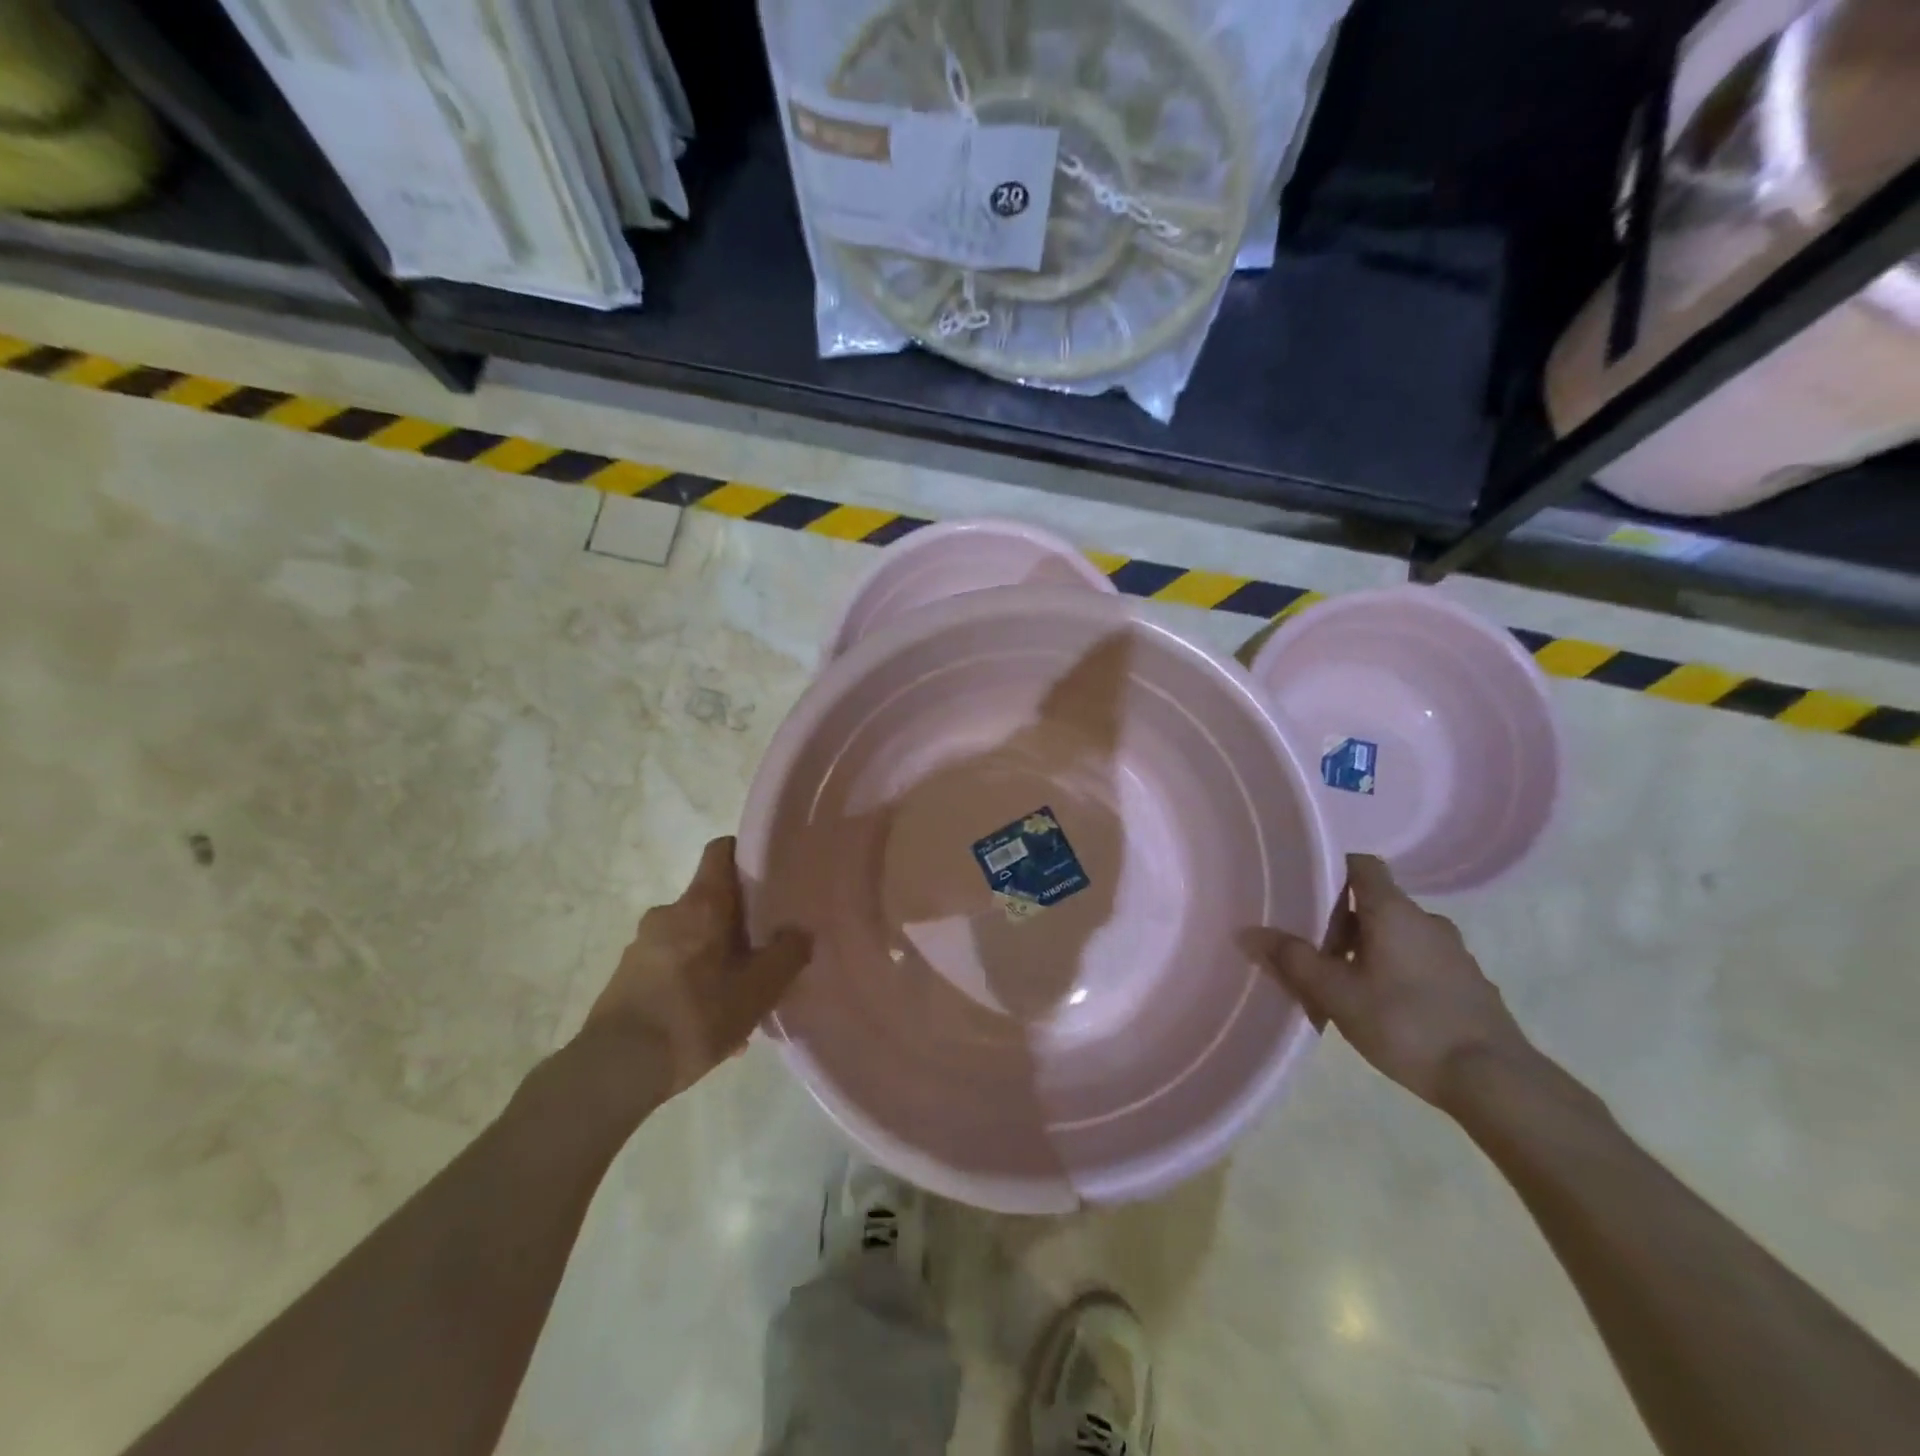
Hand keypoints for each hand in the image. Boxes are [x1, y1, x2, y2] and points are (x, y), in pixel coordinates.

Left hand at [583, 837, 810, 1107]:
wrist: (615, 1069)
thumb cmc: (695, 1016)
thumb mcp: (758, 989)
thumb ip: (788, 954)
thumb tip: (800, 932)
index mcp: (701, 904)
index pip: (722, 850)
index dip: (747, 855)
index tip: (771, 876)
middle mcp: (668, 913)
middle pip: (711, 901)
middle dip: (738, 923)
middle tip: (763, 953)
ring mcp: (642, 945)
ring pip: (693, 939)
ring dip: (717, 959)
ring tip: (738, 1000)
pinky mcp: (626, 977)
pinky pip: (672, 967)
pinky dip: (694, 983)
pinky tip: (709, 1024)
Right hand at [1255, 854, 1528, 1107]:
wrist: (1494, 1080)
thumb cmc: (1406, 1023)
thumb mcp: (1336, 994)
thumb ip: (1293, 960)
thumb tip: (1251, 933)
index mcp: (1394, 911)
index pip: (1363, 865)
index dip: (1333, 870)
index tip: (1307, 891)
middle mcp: (1427, 921)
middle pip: (1377, 903)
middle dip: (1344, 922)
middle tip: (1316, 951)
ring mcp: (1455, 953)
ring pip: (1401, 936)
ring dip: (1372, 950)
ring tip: (1347, 984)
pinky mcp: (1470, 984)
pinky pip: (1423, 963)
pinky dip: (1399, 972)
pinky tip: (1387, 1009)